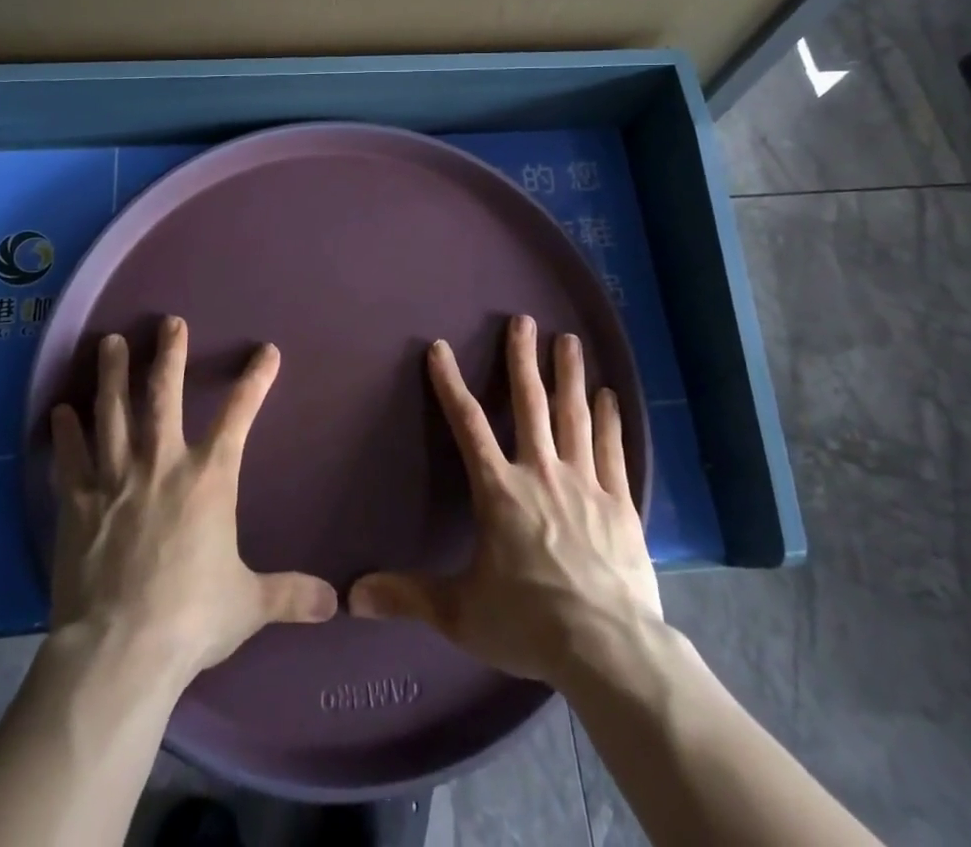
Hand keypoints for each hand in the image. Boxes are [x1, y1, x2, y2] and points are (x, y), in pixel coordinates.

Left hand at [48, 316, 336, 685]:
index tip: (267, 351)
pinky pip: (71, 457)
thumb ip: (290, 594)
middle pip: (164, 395)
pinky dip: (65, 432)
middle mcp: (162, 465)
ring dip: (112, 375)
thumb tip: (335, 603)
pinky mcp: (77, 503)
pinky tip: (60, 411)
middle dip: (169, 355)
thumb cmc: (191, 618)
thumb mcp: (248, 604)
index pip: (239, 416)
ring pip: (112, 412)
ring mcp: (115, 479)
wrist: (120, 651)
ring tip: (110, 342)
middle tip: (168, 321)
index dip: (256, 381)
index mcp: (208, 479)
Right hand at [347, 315, 661, 684]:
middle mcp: (541, 473)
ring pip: (573, 416)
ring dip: (569, 375)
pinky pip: (613, 450)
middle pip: (531, 404)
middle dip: (523, 359)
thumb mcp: (460, 613)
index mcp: (499, 491)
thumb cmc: (530, 624)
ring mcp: (585, 483)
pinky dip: (609, 420)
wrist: (609, 650)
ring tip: (569, 340)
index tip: (439, 348)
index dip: (449, 384)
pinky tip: (610, 395)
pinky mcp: (620, 503)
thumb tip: (351, 595)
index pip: (467, 425)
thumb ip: (408, 596)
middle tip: (524, 320)